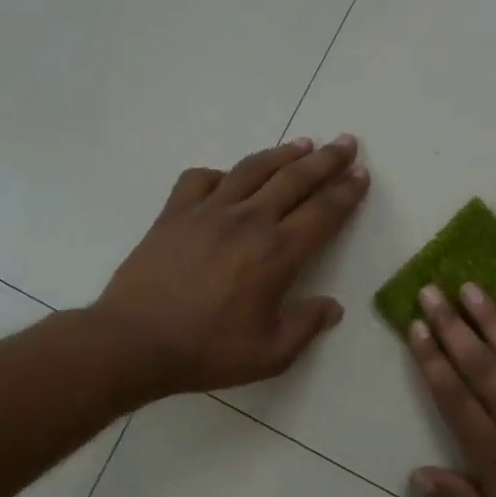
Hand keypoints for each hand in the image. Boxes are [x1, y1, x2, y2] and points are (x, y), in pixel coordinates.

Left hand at [92, 136, 369, 402]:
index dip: (346, 191)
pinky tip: (228, 179)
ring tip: (303, 143)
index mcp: (277, 253)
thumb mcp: (271, 354)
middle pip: (295, 179)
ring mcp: (208, 212)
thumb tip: (333, 307)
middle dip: (326, 159)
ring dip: (282, 154)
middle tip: (346, 142)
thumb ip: (307, 326)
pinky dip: (220, 173)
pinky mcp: (175, 213)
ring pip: (253, 169)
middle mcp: (248, 221)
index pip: (323, 212)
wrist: (134, 342)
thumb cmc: (208, 351)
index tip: (361, 173)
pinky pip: (201, 179)